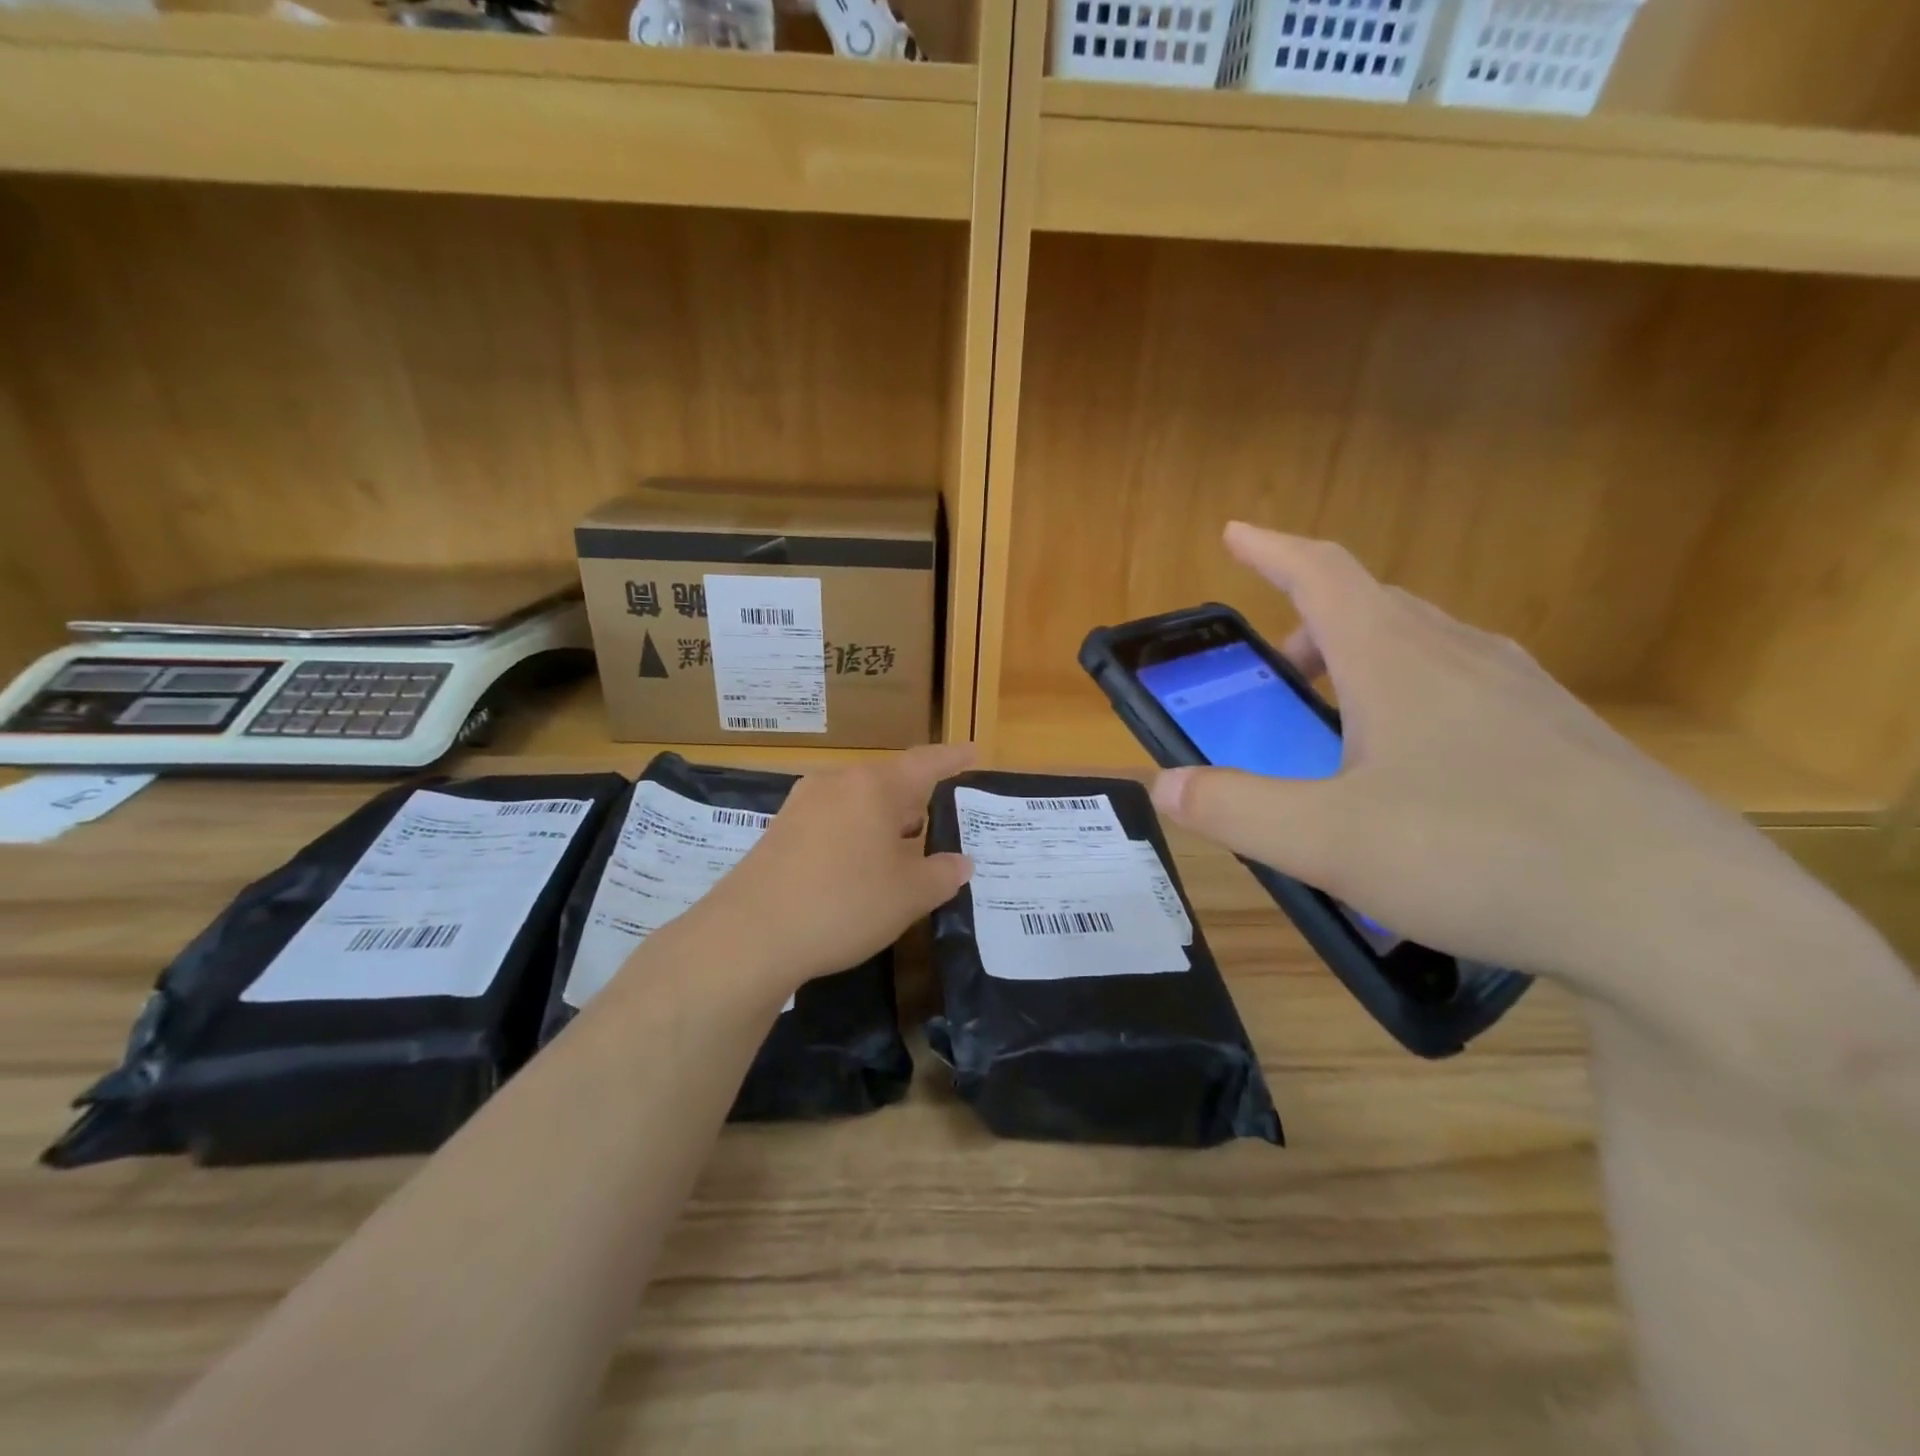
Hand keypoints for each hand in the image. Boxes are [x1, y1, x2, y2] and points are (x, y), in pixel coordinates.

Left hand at [694, 743, 975, 991]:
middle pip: (888, 781)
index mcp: (875, 787)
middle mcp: (837, 783)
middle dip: (916, 798)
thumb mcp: (908, 896)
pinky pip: (831, 820)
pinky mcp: (779, 830)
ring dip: (884, 819)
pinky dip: (855, 833)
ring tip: (903, 844)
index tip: (974, 752)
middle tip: (940, 817)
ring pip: (857, 801)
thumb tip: (961, 863)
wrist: (749, 934)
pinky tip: (858, 864)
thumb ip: (942, 874)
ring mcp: (802, 804)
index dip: (953, 759)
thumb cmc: (844, 903)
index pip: (926, 763)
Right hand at [1150, 524, 1814, 1006]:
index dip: (1271, 550)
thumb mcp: (1325, 841)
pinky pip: (1469, 690)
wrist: (1677, 917)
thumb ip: (1233, 808)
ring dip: (1365, 662)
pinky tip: (1418, 771)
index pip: (1322, 575)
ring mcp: (1525, 695)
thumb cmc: (1478, 855)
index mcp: (1398, 661)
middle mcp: (1463, 658)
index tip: (1236, 533)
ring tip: (1338, 722)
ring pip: (1426, 648)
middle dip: (1311, 624)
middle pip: (1374, 607)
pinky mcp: (1566, 739)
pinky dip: (1417, 701)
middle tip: (1279, 671)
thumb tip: (1164, 785)